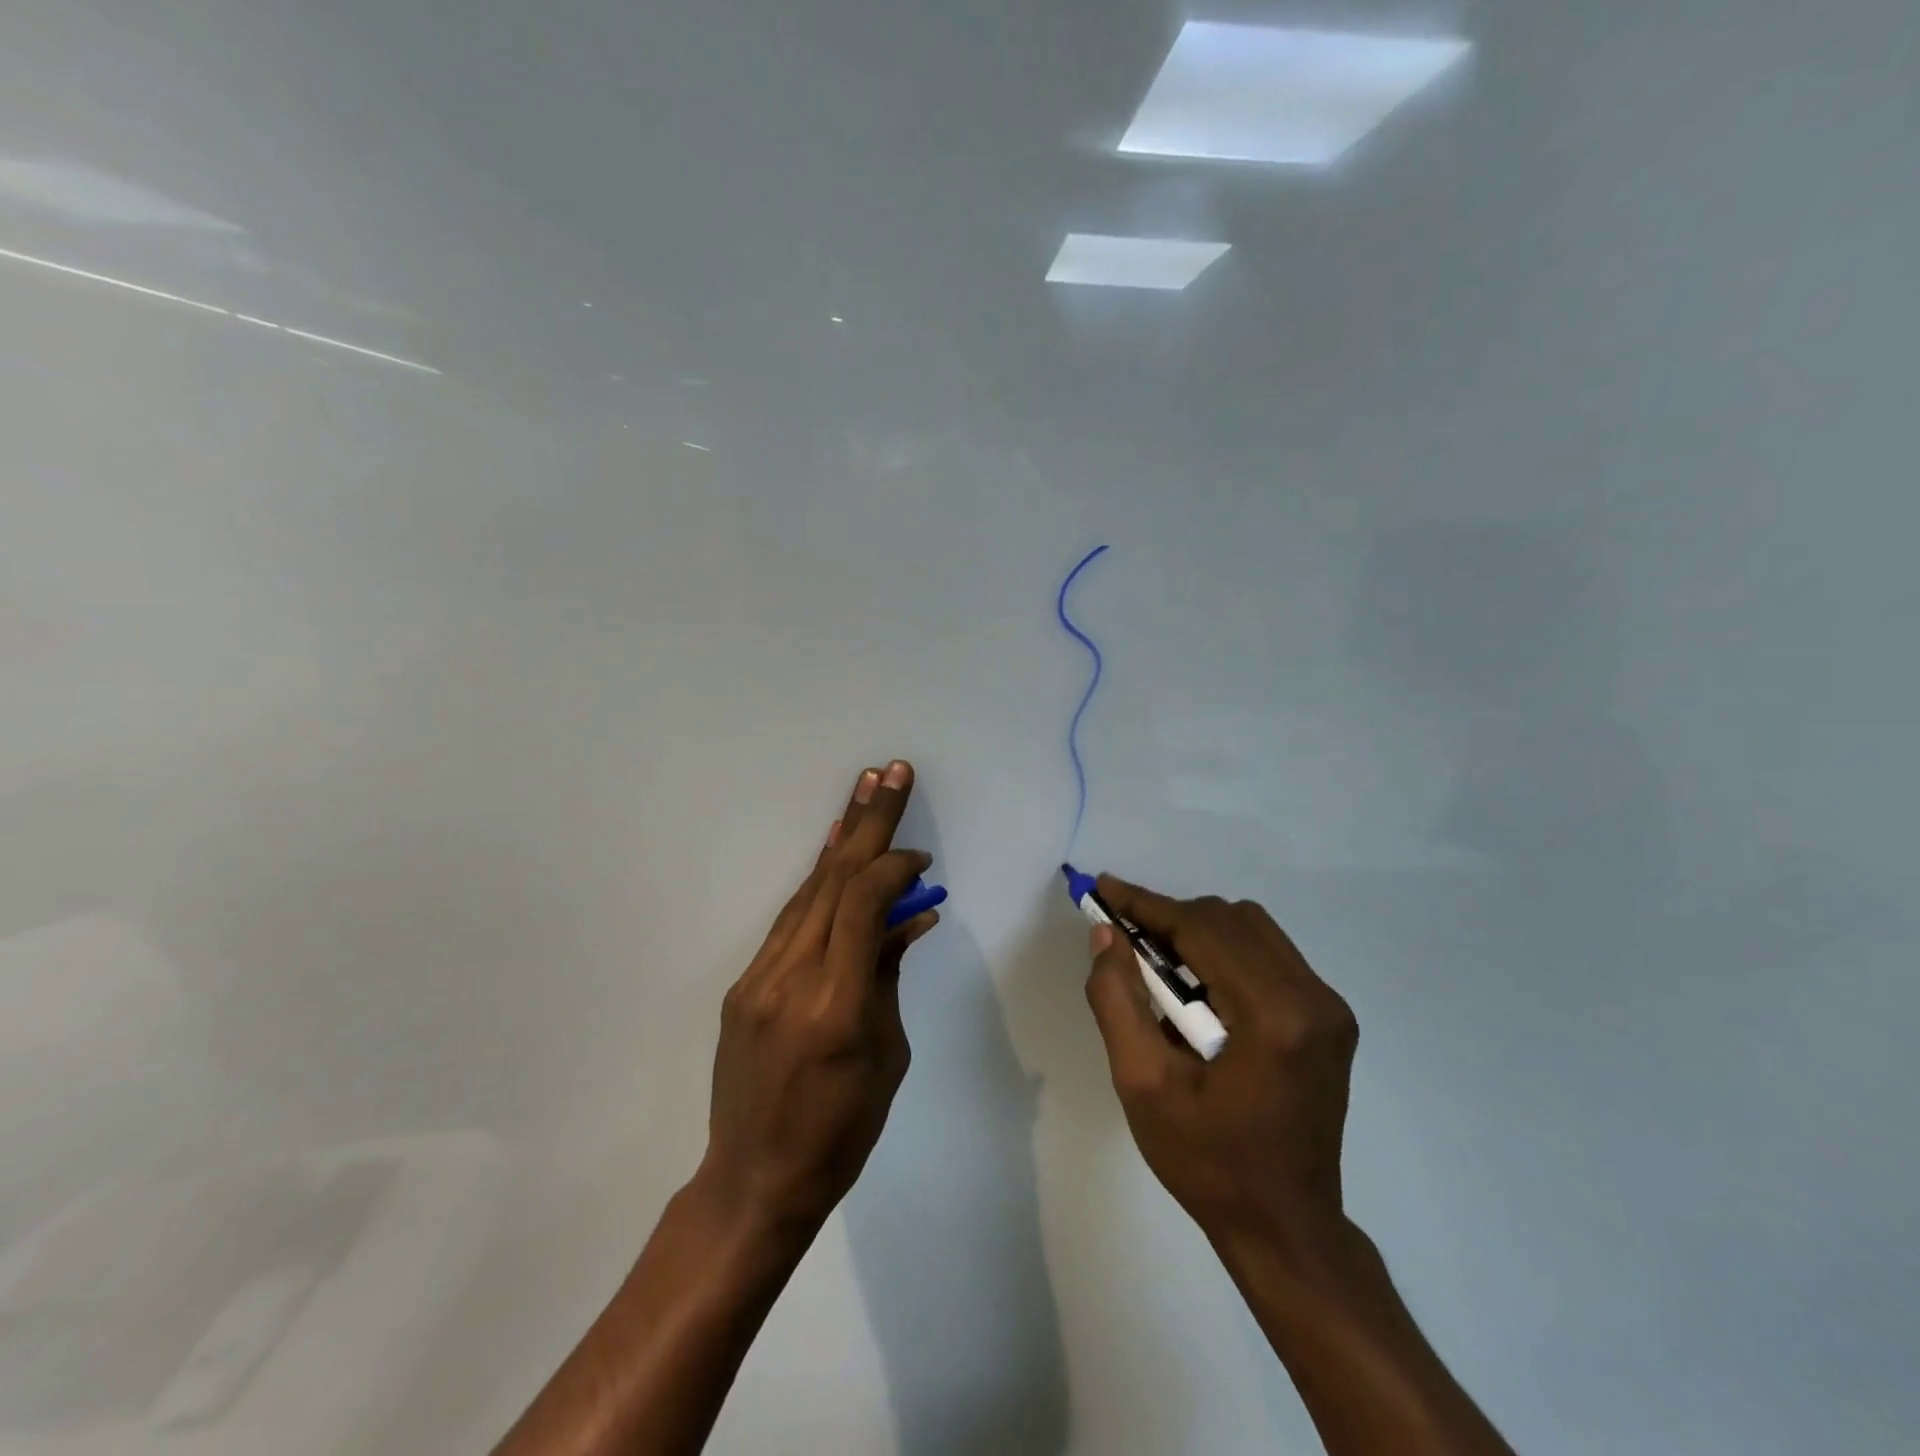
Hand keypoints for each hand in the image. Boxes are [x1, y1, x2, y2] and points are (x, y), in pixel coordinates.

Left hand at [698, 761, 939, 1237]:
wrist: (755, 1179)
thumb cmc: (841, 1130)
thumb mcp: (887, 1055)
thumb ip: (890, 975)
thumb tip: (912, 918)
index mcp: (835, 1002)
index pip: (864, 904)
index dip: (895, 868)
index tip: (923, 862)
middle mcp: (790, 976)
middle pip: (833, 880)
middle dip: (868, 821)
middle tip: (891, 771)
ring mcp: (759, 977)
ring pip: (808, 891)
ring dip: (840, 840)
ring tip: (863, 791)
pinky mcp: (744, 983)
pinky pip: (789, 920)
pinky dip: (816, 881)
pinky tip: (831, 851)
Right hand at [1083, 877, 1359, 1248]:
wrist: (1285, 1227)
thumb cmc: (1207, 1163)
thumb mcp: (1142, 1085)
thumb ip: (1117, 1000)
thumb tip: (1106, 934)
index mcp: (1273, 1017)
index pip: (1202, 930)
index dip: (1147, 905)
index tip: (1103, 888)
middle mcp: (1313, 998)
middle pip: (1229, 919)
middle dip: (1170, 918)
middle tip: (1122, 937)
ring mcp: (1329, 1007)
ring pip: (1251, 929)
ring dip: (1197, 933)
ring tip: (1155, 964)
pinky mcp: (1329, 1018)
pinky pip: (1268, 955)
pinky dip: (1223, 954)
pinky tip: (1196, 989)